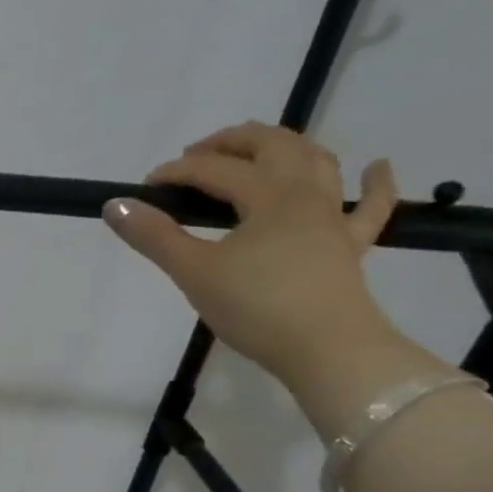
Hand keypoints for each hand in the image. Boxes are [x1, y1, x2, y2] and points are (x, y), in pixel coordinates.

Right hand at [104, 123, 438, 431]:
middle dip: (232, 142)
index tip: (145, 188)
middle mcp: (306, 194)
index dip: (177, 172)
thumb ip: (154, 236)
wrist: (327, 349)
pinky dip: (375, 182)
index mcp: (268, 195)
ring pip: (317, 163)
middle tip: (196, 155)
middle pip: (273, 146)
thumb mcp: (194, 271)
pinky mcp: (351, 246)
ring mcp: (334, 218)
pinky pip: (371, 207)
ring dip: (286, 147)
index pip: (215, 169)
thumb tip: (115, 204)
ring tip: (259, 150)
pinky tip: (376, 167)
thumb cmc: (256, 307)